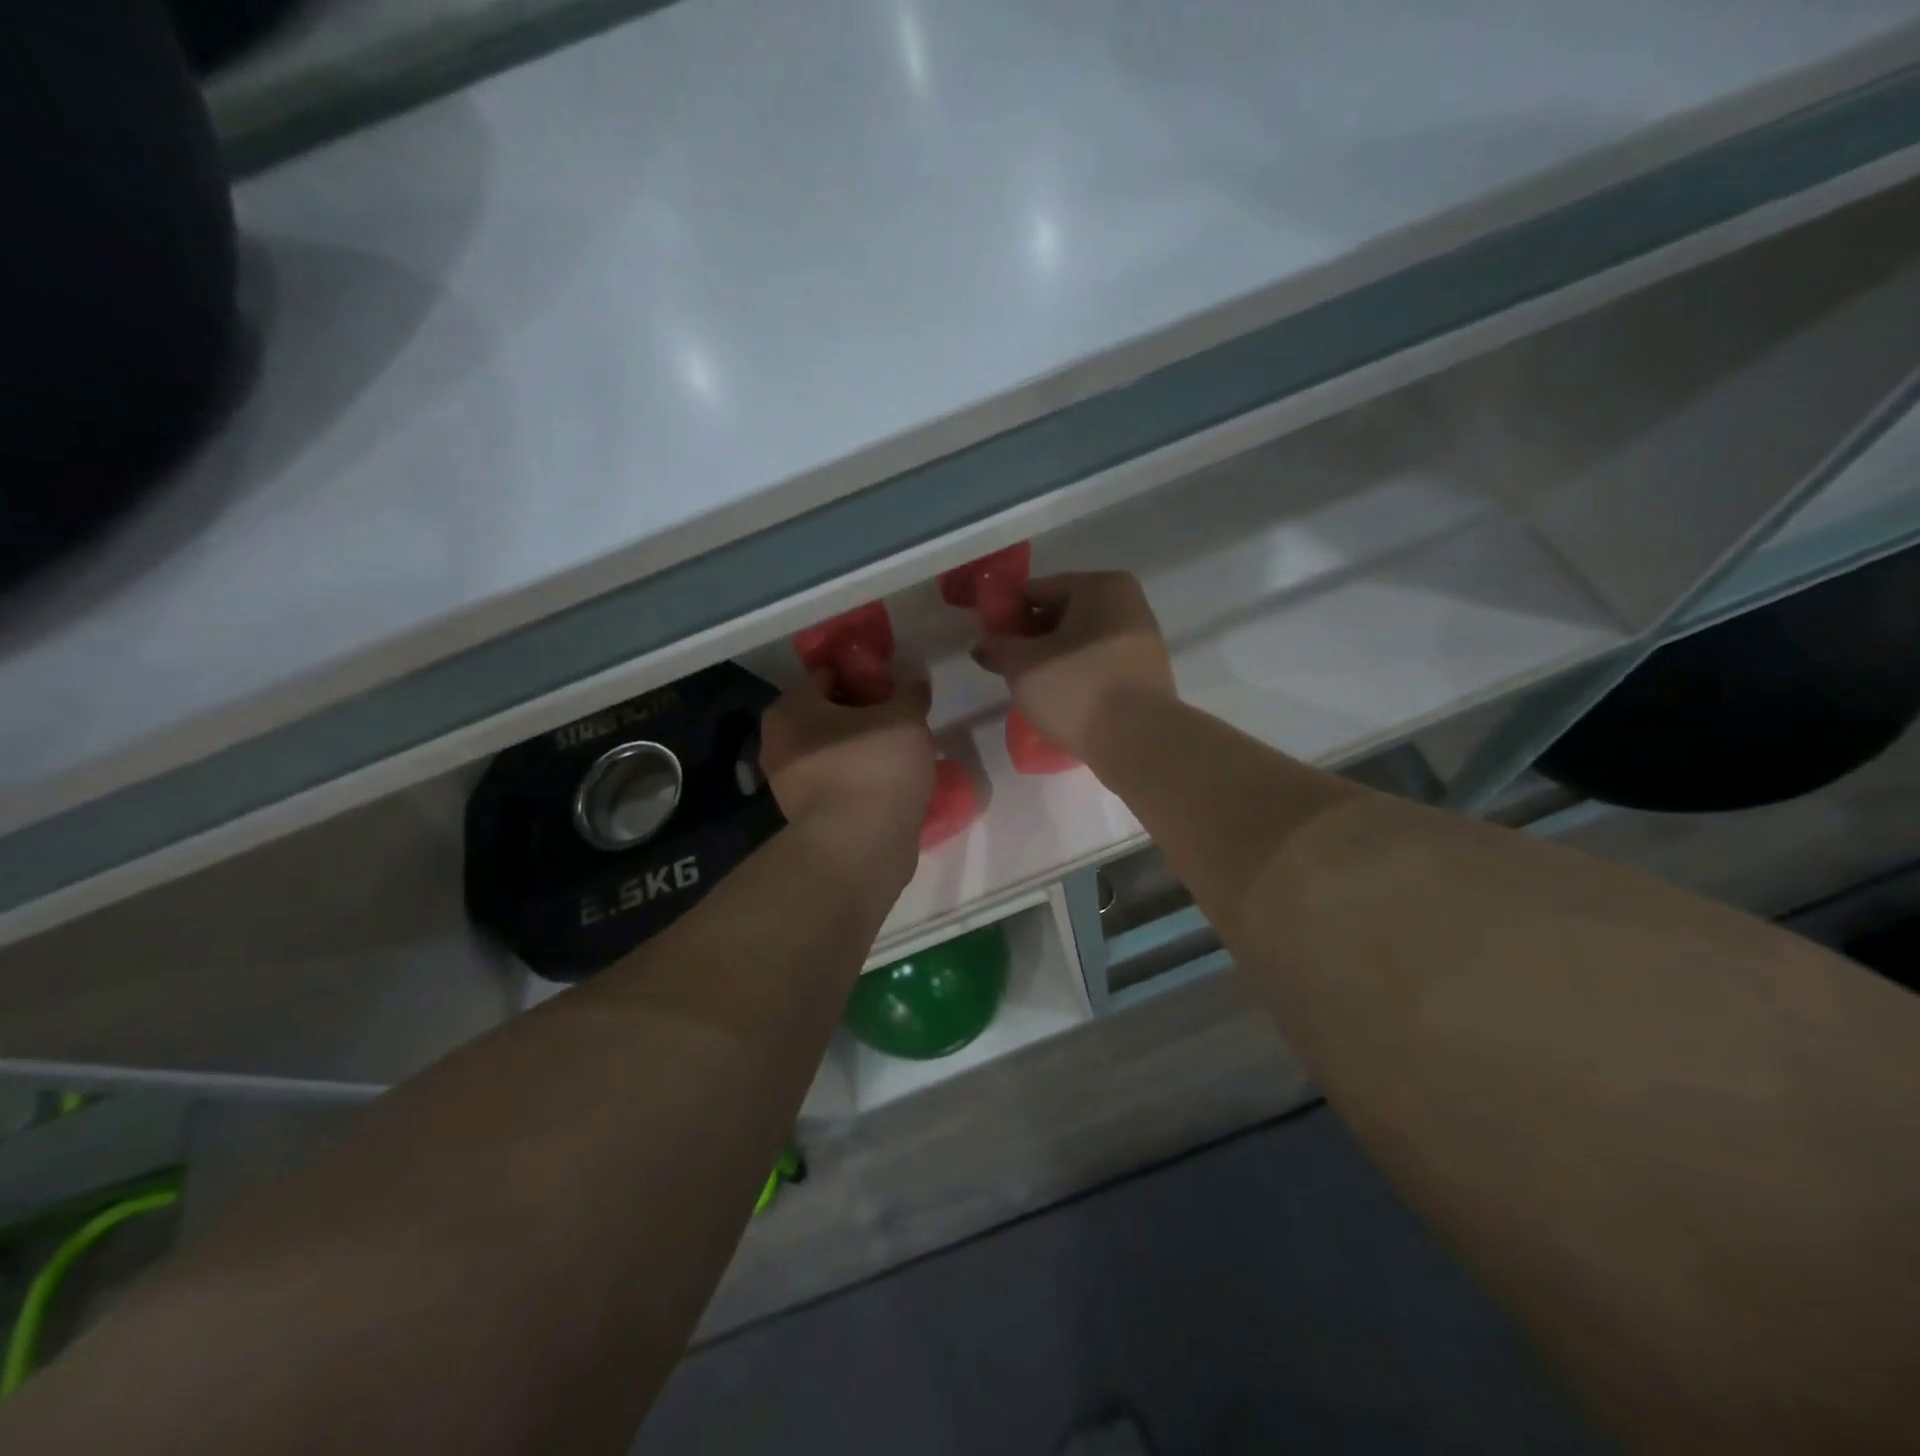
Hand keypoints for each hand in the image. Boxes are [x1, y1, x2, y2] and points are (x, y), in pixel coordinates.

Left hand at [759, 669, 936, 879]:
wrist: (859, 848)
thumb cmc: (875, 767)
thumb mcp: (905, 718)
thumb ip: (910, 693)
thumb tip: (913, 682)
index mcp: (790, 708)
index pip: (828, 675)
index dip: (865, 676)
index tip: (896, 688)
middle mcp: (778, 741)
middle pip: (830, 714)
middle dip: (866, 715)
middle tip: (904, 721)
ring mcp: (788, 783)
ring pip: (835, 751)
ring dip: (865, 749)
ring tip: (904, 754)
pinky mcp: (807, 815)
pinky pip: (840, 782)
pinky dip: (861, 779)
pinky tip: (892, 783)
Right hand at [970, 571, 1174, 761]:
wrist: (1138, 741)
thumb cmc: (1077, 688)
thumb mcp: (1023, 666)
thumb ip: (997, 648)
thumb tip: (982, 645)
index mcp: (1101, 586)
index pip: (1038, 590)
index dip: (1007, 613)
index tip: (989, 639)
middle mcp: (1128, 604)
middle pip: (1063, 615)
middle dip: (1032, 638)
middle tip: (1008, 666)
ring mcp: (1143, 641)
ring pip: (1081, 643)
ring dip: (1054, 659)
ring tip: (1031, 687)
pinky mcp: (1147, 675)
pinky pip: (1099, 666)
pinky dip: (1077, 676)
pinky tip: (1060, 699)